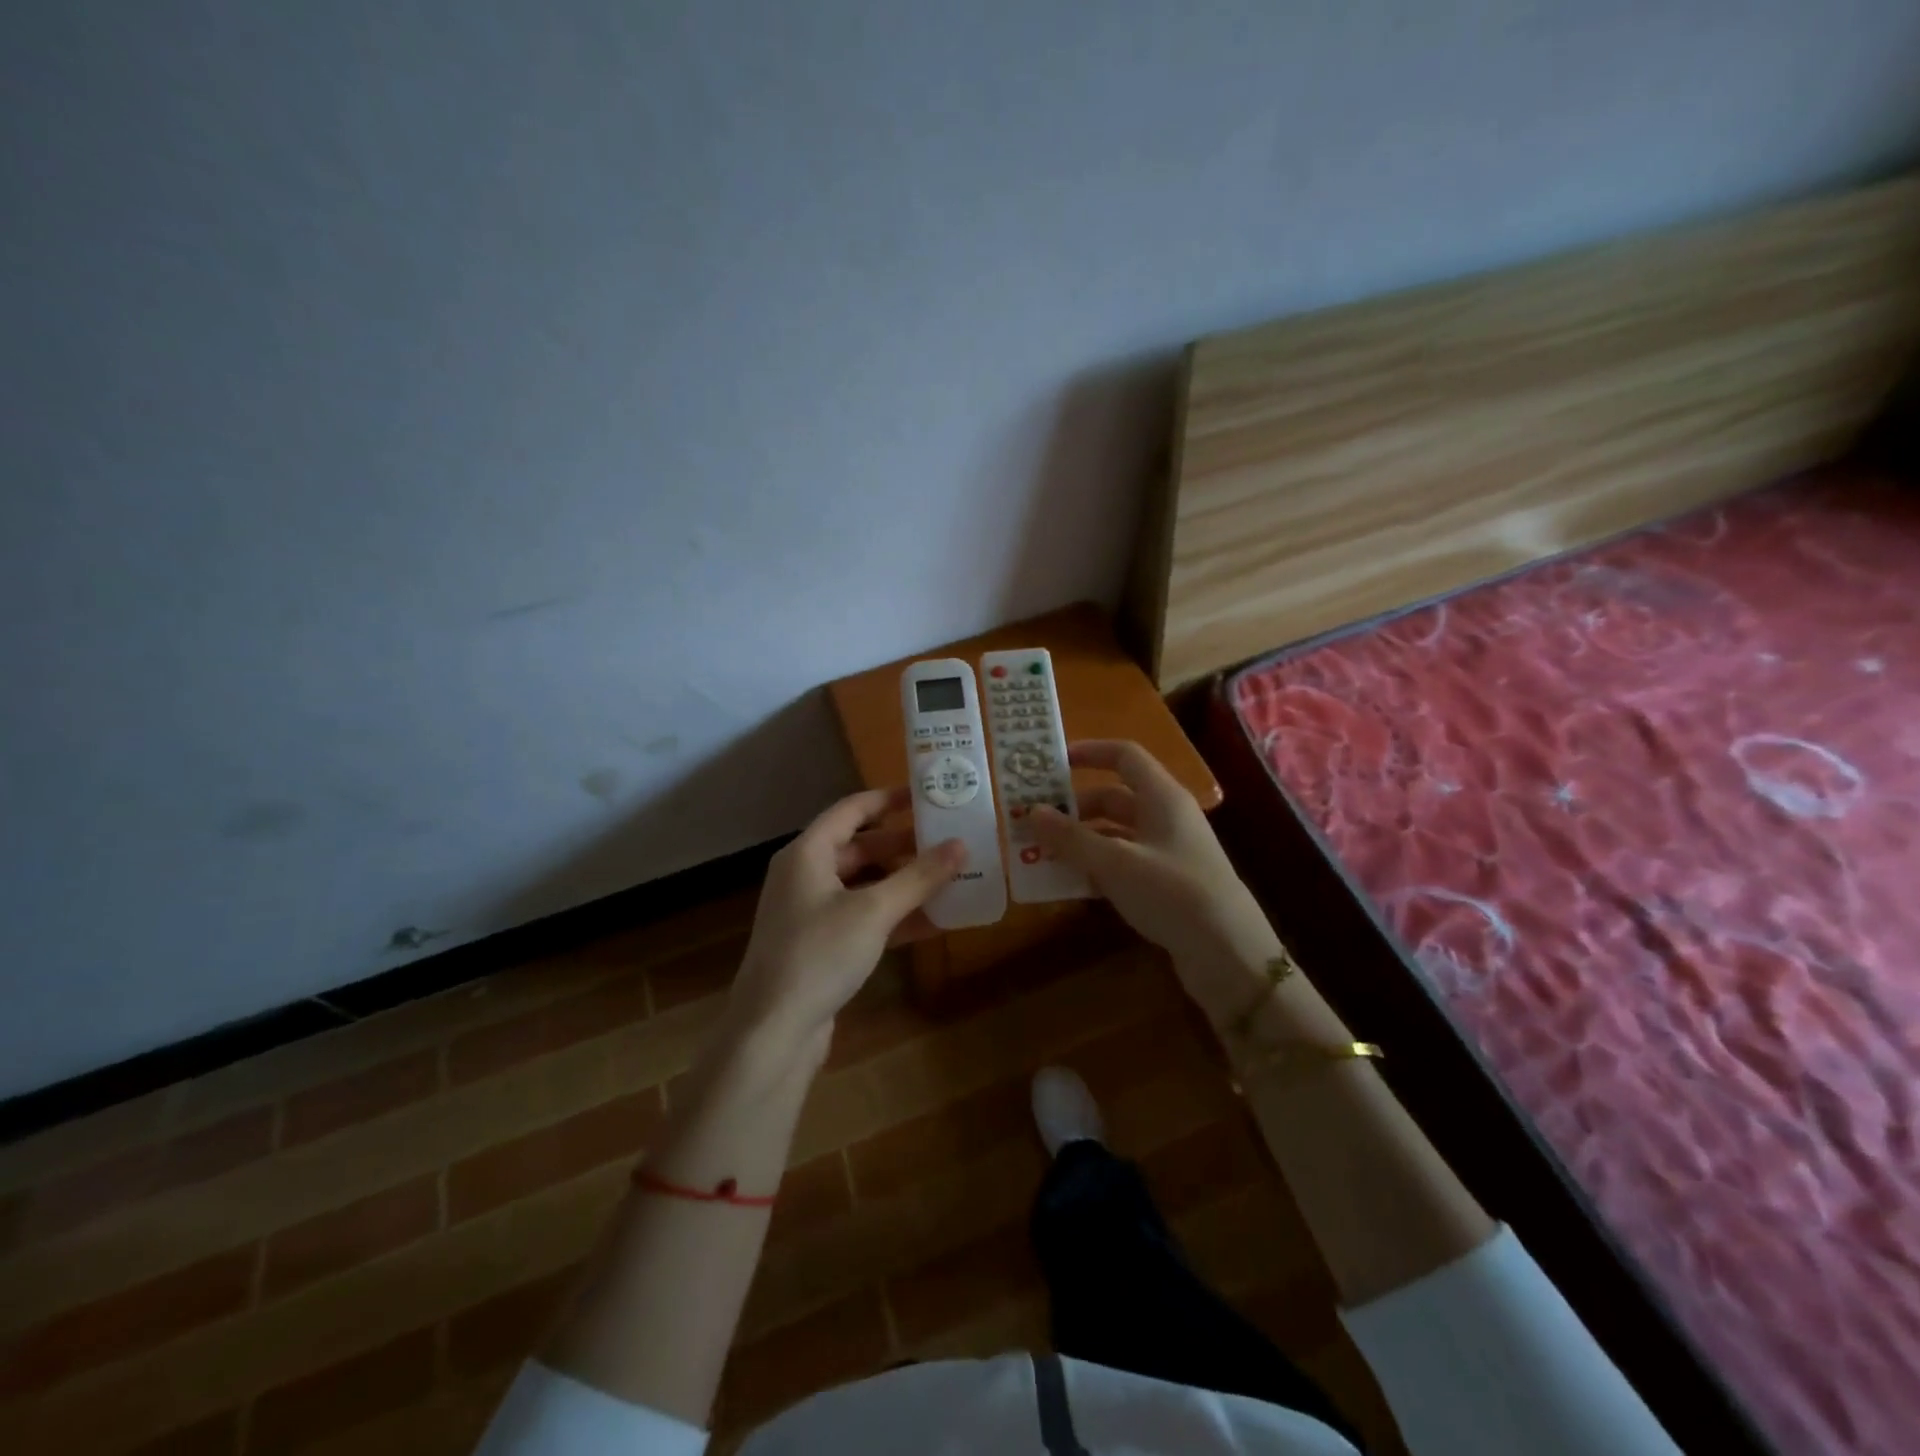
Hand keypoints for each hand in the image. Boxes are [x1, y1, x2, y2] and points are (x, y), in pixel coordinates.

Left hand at [724, 786, 963, 1067]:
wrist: (773, 1032)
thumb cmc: (819, 954)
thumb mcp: (874, 911)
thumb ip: (919, 877)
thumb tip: (961, 845)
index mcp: (807, 853)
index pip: (851, 810)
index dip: (888, 799)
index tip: (926, 795)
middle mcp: (805, 876)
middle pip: (860, 848)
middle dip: (903, 845)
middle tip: (947, 840)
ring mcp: (811, 913)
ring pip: (864, 885)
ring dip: (903, 883)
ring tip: (948, 877)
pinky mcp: (821, 946)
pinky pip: (863, 918)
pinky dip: (894, 916)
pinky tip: (933, 921)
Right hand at [1030, 741, 1283, 1023]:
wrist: (1229, 954)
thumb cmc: (1173, 893)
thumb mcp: (1115, 863)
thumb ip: (1071, 837)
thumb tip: (1031, 811)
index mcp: (1162, 797)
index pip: (1124, 756)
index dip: (1089, 752)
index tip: (1051, 763)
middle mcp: (1166, 817)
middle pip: (1114, 798)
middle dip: (1073, 808)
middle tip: (1034, 822)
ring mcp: (1168, 852)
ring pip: (1115, 834)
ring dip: (1080, 841)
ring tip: (1041, 855)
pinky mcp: (1167, 884)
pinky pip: (1123, 864)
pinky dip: (1096, 868)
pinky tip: (1069, 885)